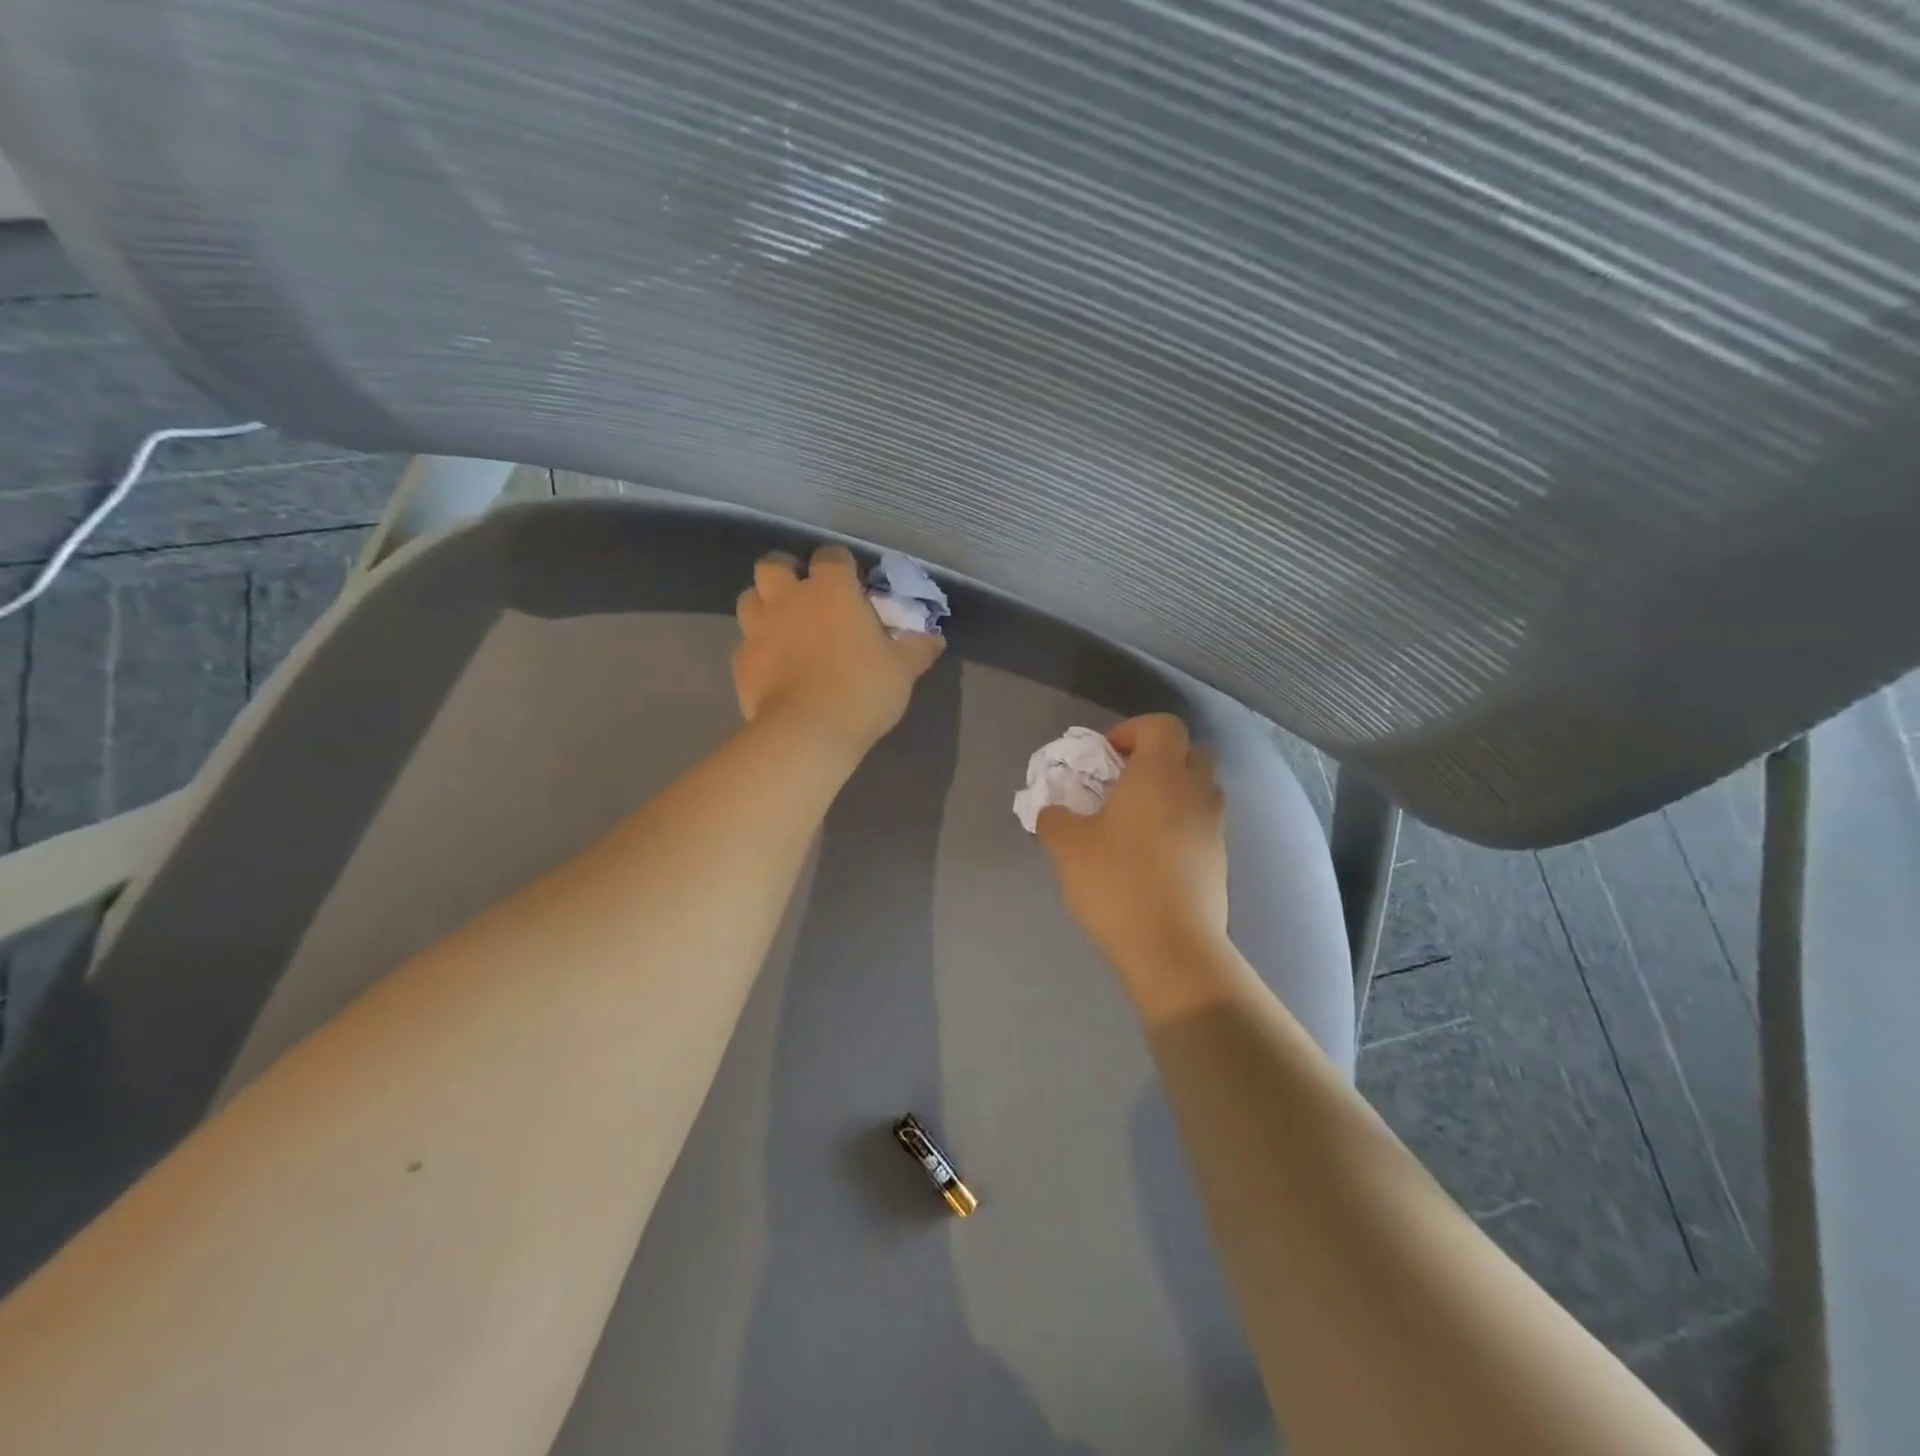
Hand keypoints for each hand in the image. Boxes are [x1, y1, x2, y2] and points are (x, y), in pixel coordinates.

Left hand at [733, 543, 944, 753]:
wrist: (807, 733)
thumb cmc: (862, 690)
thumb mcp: (903, 670)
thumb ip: (918, 648)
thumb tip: (935, 638)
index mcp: (831, 590)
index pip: (831, 555)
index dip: (840, 565)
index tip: (852, 584)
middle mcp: (789, 598)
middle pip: (773, 564)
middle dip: (786, 572)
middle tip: (804, 595)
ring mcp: (759, 628)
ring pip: (750, 598)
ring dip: (764, 605)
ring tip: (782, 626)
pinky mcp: (741, 661)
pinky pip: (745, 644)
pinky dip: (758, 649)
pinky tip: (773, 667)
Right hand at [1037, 714, 1228, 972]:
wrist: (1172, 948)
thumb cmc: (1117, 883)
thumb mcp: (1067, 847)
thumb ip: (1054, 818)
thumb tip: (1053, 812)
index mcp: (1161, 774)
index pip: (1163, 725)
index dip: (1133, 730)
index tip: (1106, 758)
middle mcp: (1195, 791)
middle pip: (1190, 752)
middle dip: (1158, 759)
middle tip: (1124, 784)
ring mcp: (1214, 826)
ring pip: (1199, 789)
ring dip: (1172, 793)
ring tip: (1135, 822)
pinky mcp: (1220, 859)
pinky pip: (1201, 823)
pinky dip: (1180, 825)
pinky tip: (1150, 856)